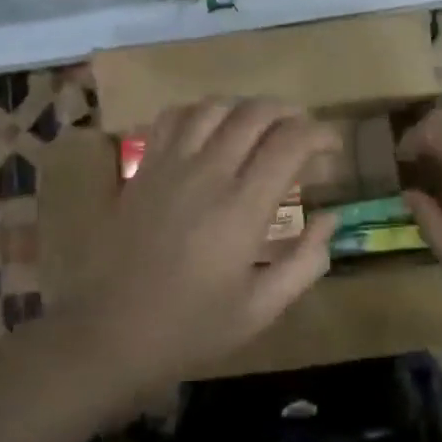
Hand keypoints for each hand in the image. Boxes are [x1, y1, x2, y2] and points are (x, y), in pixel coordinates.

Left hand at [67, 98, 337, 388]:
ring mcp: (169, 166)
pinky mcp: (142, 169)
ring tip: (262, 128)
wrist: (109, 335)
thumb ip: (305, 262)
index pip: (290, 143)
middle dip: (290, 113)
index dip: (320, 134)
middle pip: (255, 113)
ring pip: (214, 107)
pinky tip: (210, 131)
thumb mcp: (261, 310)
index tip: (333, 148)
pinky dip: (200, 112)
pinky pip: (173, 118)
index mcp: (242, 209)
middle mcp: (207, 174)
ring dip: (247, 108)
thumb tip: (330, 218)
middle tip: (304, 134)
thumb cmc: (191, 329)